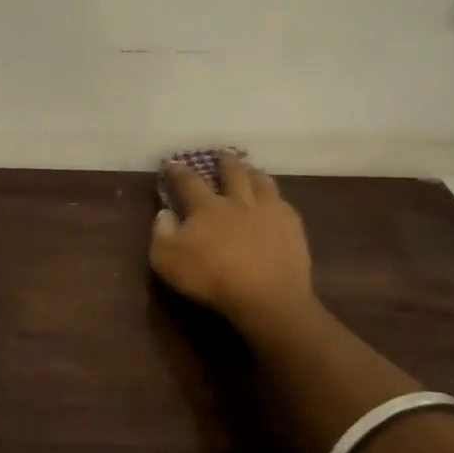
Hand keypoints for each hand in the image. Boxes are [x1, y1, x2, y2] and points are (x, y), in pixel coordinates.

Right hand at [150, 153, 321, 340]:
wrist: (267, 298)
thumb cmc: (211, 279)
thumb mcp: (168, 260)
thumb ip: (162, 233)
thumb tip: (165, 212)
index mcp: (207, 207)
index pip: (189, 181)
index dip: (178, 171)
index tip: (172, 162)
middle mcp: (238, 201)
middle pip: (232, 172)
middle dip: (225, 161)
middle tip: (222, 154)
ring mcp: (268, 212)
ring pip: (262, 181)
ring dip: (253, 172)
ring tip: (250, 170)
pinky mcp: (292, 227)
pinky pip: (284, 203)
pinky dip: (276, 198)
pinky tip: (276, 202)